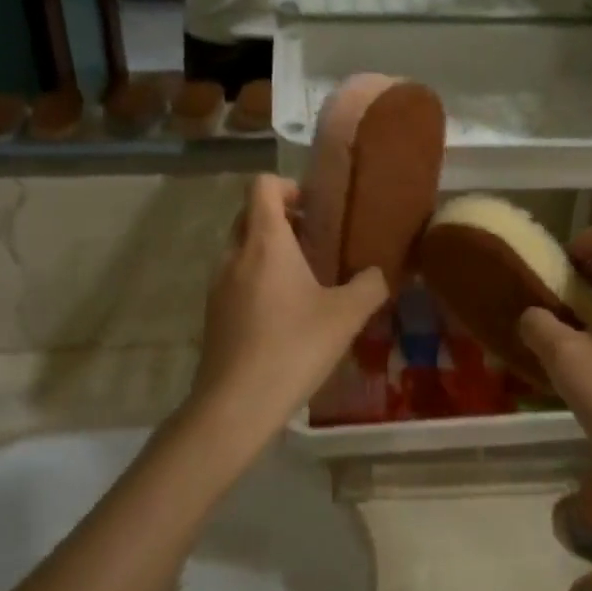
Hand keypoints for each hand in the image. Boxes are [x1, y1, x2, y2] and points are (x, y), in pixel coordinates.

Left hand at [189, 174, 388, 442]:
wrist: (236, 404)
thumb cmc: (294, 347)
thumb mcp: (346, 316)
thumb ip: (369, 286)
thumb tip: (378, 274)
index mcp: (265, 242)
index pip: (262, 186)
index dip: (288, 186)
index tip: (315, 208)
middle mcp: (235, 254)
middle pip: (249, 214)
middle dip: (281, 219)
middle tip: (316, 241)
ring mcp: (218, 285)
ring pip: (241, 248)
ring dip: (269, 251)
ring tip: (304, 278)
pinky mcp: (213, 313)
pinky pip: (235, 278)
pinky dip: (257, 279)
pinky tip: (284, 313)